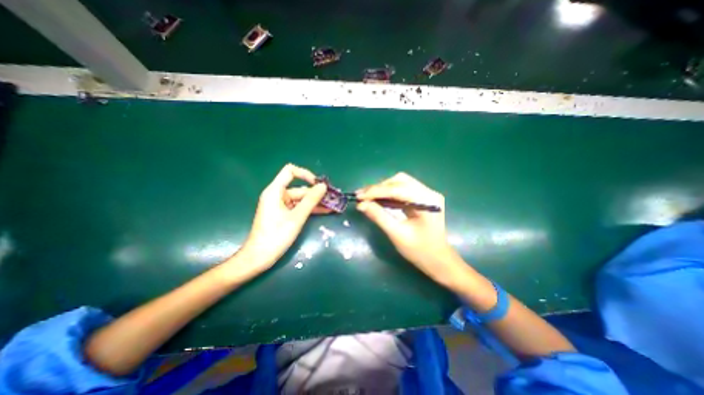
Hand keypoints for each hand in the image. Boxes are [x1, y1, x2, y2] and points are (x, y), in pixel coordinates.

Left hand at [234, 164, 325, 274]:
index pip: (290, 171)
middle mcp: (277, 195)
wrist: (259, 257)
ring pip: (301, 199)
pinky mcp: (284, 214)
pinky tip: (325, 211)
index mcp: (275, 191)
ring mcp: (281, 205)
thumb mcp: (297, 217)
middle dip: (316, 193)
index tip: (318, 185)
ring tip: (333, 205)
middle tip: (333, 198)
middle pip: (299, 188)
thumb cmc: (276, 235)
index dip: (305, 174)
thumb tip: (323, 186)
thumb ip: (311, 200)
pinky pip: (299, 207)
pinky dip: (310, 209)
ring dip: (316, 202)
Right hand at [358, 175, 462, 285]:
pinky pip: (402, 190)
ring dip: (382, 189)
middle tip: (362, 197)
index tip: (358, 196)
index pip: (397, 189)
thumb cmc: (420, 251)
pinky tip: (377, 199)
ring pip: (399, 183)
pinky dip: (388, 194)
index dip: (376, 191)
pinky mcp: (422, 198)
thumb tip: (361, 204)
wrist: (438, 260)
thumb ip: (379, 216)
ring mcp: (426, 194)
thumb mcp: (397, 234)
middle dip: (379, 188)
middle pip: (399, 181)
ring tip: (366, 197)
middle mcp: (429, 193)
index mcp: (427, 201)